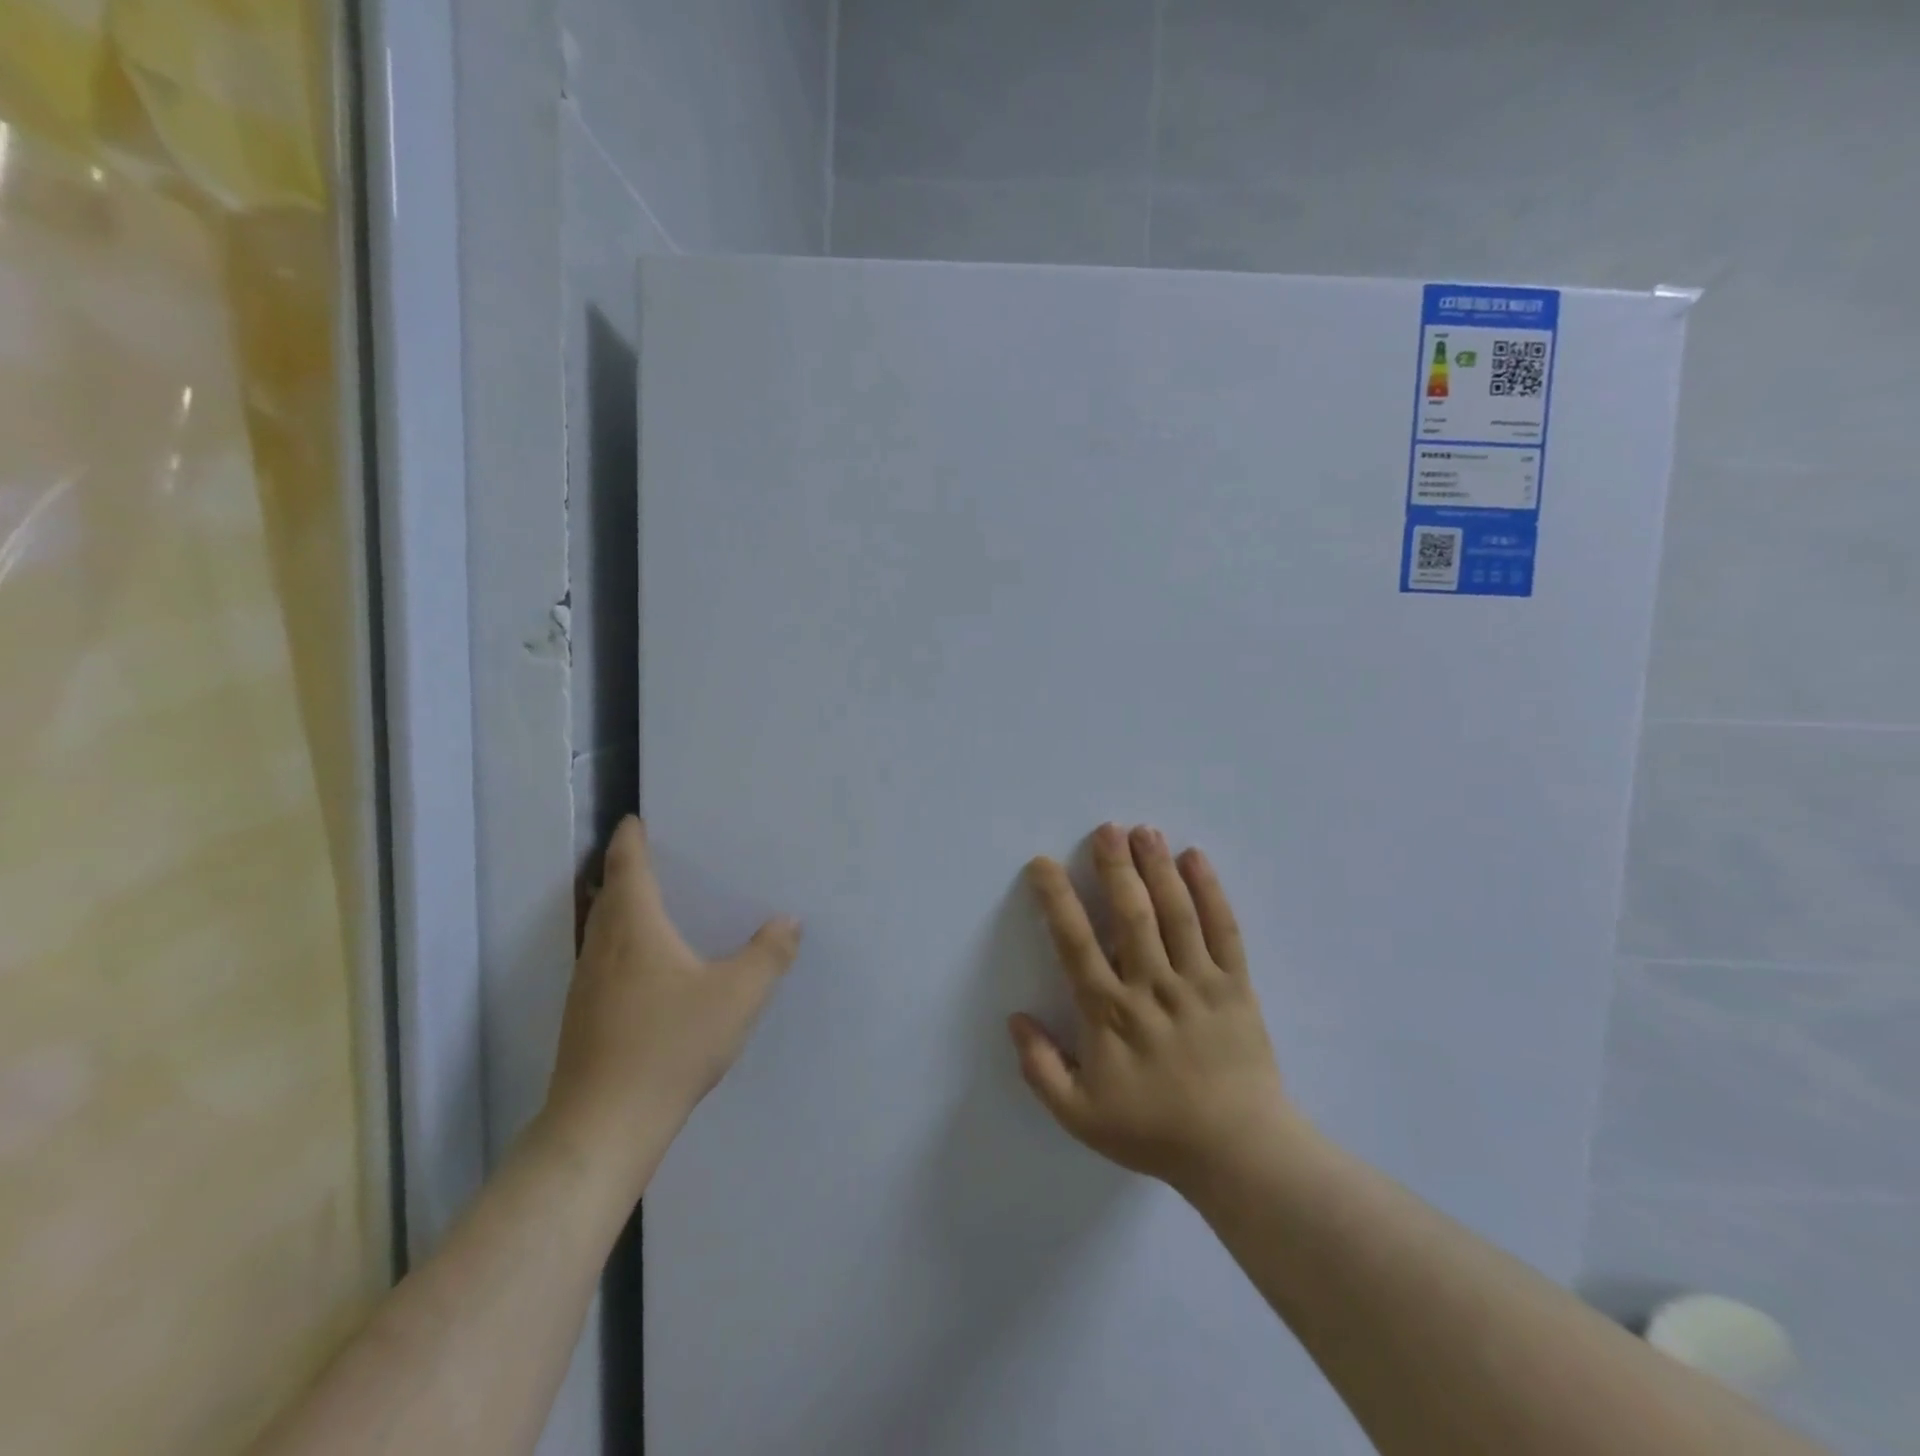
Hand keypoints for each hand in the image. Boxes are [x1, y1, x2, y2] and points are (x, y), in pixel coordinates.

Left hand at [538, 817, 800, 1200]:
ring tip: (648, 902)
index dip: (631, 839)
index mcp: (635, 929)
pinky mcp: (584, 1017)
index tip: (634, 819)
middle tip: (650, 854)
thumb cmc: (670, 1046)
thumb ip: (769, 955)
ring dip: (617, 907)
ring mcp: (586, 985)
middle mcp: (603, 948)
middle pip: (607, 895)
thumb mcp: (737, 997)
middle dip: (623, 869)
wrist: (603, 1126)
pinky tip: (643, 965)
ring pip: (599, 929)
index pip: (628, 868)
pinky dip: (618, 942)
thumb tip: (788, 921)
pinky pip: (600, 959)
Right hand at [1010, 823, 1293, 1190]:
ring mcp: (1198, 982)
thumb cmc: (1153, 1130)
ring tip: (1144, 831)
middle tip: (1105, 828)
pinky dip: (1211, 891)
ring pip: (1176, 913)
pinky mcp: (1236, 985)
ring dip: (1158, 867)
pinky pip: (1224, 930)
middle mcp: (1152, 986)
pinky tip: (1196, 859)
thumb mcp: (1079, 1115)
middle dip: (1116, 867)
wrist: (1238, 1152)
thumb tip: (1015, 1018)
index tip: (1043, 864)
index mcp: (1110, 1012)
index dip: (1057, 899)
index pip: (1075, 943)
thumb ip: (1040, 1068)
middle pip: (1131, 914)